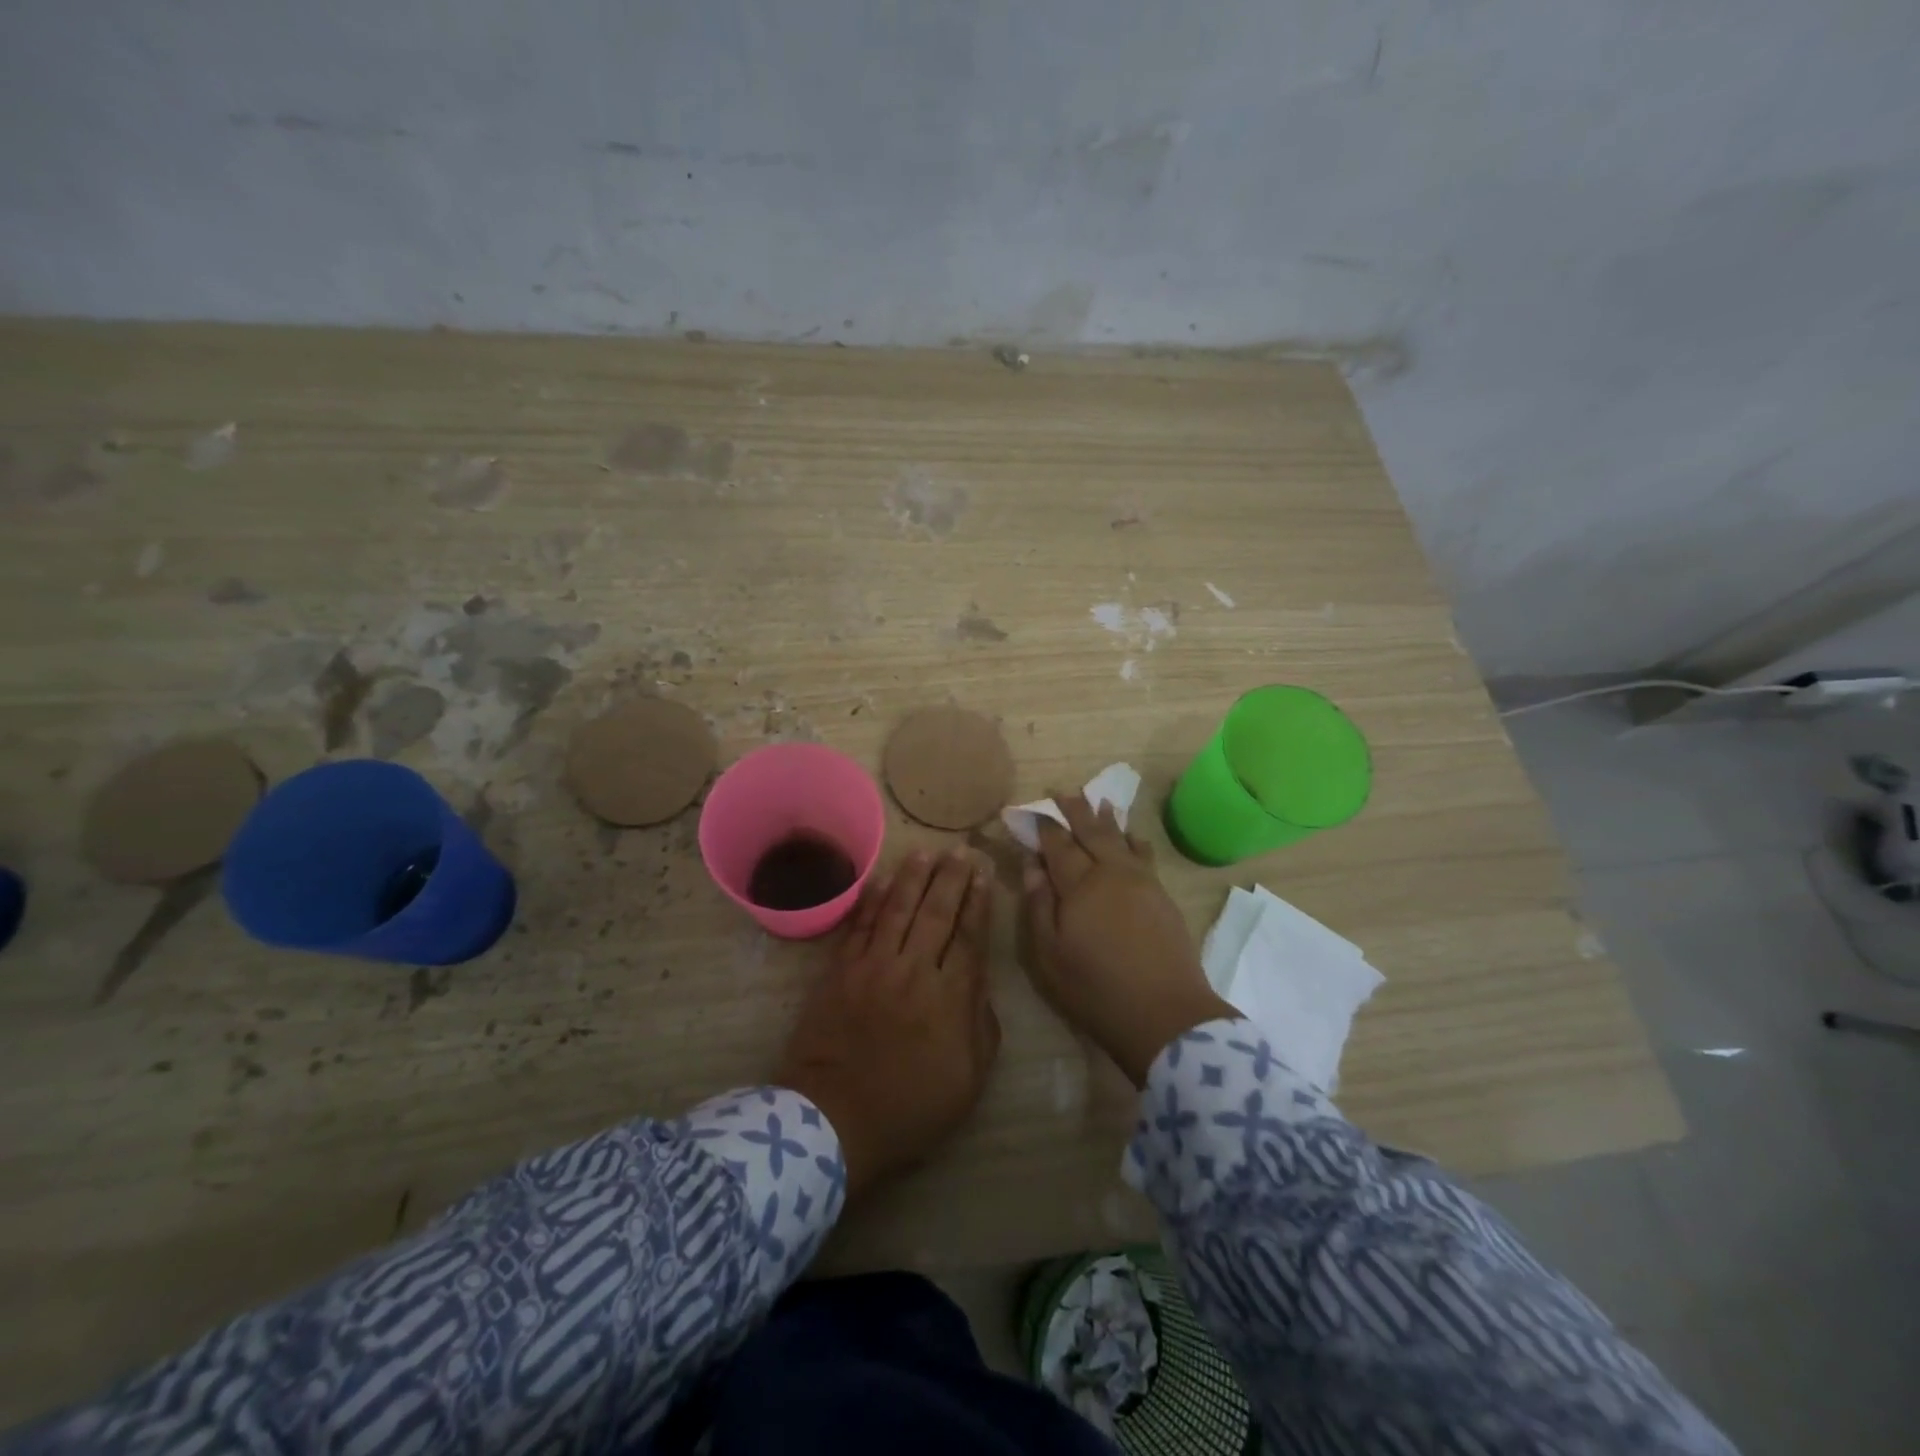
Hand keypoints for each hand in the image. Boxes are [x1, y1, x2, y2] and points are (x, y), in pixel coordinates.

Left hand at [776, 848, 1000, 1201]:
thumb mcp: (968, 1079)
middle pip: (936, 913)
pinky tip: (881, 879)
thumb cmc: (910, 1108)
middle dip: (951, 878)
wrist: (835, 1120)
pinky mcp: (840, 971)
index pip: (969, 936)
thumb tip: (979, 983)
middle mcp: (914, 970)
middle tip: (961, 850)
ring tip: (926, 852)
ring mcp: (873, 967)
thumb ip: (982, 1025)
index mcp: (950, 997)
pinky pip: (859, 925)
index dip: (977, 903)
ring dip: (913, 878)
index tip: (983, 876)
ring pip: (898, 909)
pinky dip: (871, 899)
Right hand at [1023, 792, 1234, 1085]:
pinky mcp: (1162, 896)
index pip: (1057, 844)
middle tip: (1062, 791)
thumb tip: (1032, 866)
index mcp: (1080, 885)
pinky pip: (1145, 855)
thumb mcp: (1049, 956)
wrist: (1166, 1015)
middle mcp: (1112, 873)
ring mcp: (1142, 882)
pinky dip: (1134, 840)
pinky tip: (1133, 836)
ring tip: (1098, 800)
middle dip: (1075, 810)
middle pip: (1091, 832)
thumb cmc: (1096, 989)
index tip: (1028, 810)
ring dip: (1106, 819)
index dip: (1042, 826)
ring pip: (1121, 839)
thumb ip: (1038, 906)